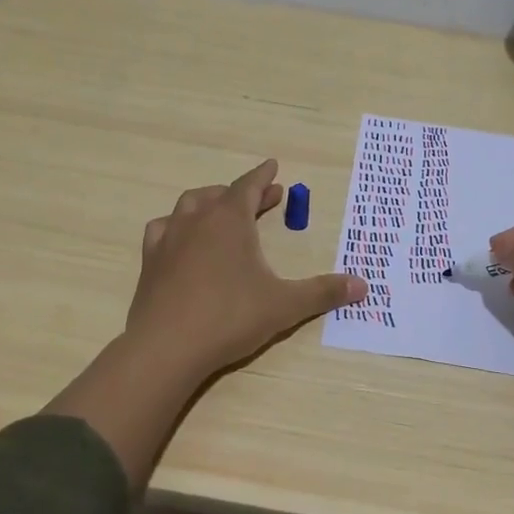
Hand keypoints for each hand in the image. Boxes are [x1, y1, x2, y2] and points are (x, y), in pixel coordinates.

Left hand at [126, 159, 366, 378]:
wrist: (167, 347)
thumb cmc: (230, 317)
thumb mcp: (284, 305)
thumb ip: (323, 292)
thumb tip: (363, 285)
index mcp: (230, 220)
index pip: (249, 186)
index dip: (264, 176)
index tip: (273, 166)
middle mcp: (197, 220)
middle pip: (221, 194)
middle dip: (244, 193)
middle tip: (264, 198)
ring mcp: (169, 239)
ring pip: (189, 206)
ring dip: (209, 203)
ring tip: (222, 211)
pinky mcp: (150, 262)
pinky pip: (163, 229)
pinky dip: (177, 226)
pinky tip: (182, 239)